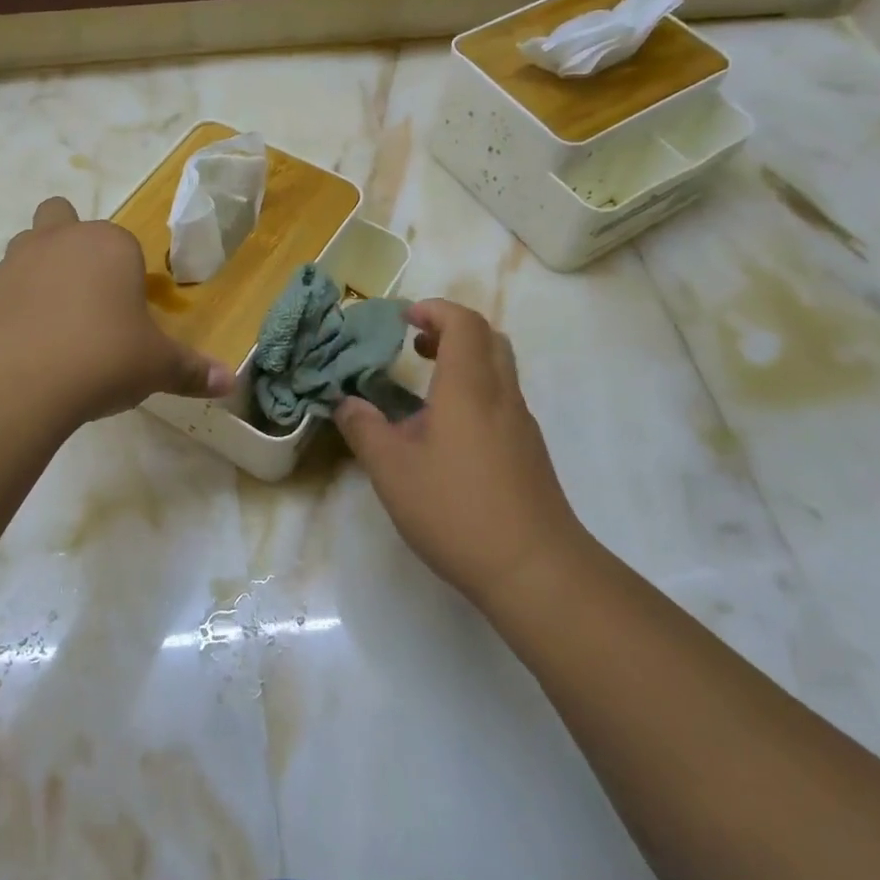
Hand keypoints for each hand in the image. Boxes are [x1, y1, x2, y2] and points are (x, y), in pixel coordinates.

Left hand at [0, 197, 234, 426]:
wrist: (13, 379)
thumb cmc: (102, 357)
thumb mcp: (156, 367)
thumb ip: (192, 371)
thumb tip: (230, 382)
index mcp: (110, 245)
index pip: (125, 245)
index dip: (128, 276)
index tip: (130, 316)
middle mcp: (59, 240)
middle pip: (62, 218)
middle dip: (72, 245)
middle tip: (86, 299)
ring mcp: (14, 262)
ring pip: (27, 249)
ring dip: (40, 274)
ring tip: (54, 327)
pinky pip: (1, 291)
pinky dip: (12, 310)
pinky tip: (24, 351)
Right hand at [335, 299, 584, 608]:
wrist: (535, 569)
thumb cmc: (456, 510)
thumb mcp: (392, 470)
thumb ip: (364, 429)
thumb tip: (345, 403)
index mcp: (469, 387)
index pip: (463, 323)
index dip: (434, 310)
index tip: (404, 319)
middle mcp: (501, 396)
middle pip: (488, 339)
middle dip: (451, 330)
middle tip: (416, 345)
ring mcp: (521, 425)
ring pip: (499, 370)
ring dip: (464, 361)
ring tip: (425, 385)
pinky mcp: (529, 453)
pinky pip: (502, 400)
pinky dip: (474, 392)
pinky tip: (447, 433)